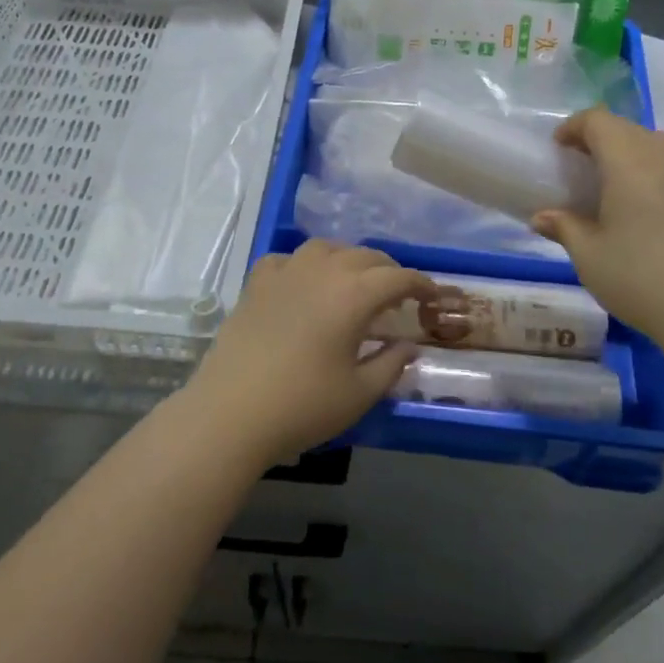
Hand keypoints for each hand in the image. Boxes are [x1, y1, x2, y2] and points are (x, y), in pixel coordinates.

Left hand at [182, 242, 431, 465]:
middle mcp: (322, 272)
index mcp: (354, 295)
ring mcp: (285, 274)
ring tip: (353, 280)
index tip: (432, 295)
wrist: (231, 414)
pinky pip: (286, 259)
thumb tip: (409, 346)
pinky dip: (303, 265)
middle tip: (398, 293)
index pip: (397, 277)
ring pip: (325, 248)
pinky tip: (303, 282)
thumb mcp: (359, 393)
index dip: (420, 284)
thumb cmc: (303, 406)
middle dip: (388, 270)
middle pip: (364, 256)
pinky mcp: (256, 285)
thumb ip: (391, 364)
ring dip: (347, 258)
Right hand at [532, 108, 663, 341]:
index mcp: (629, 162)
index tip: (558, 149)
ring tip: (622, 182)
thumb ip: (565, 228)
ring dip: (637, 151)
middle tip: (583, 168)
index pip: (599, 121)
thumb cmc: (640, 277)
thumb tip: (542, 218)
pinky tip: (657, 207)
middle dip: (602, 139)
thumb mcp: (589, 256)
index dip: (575, 127)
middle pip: (630, 129)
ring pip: (663, 144)